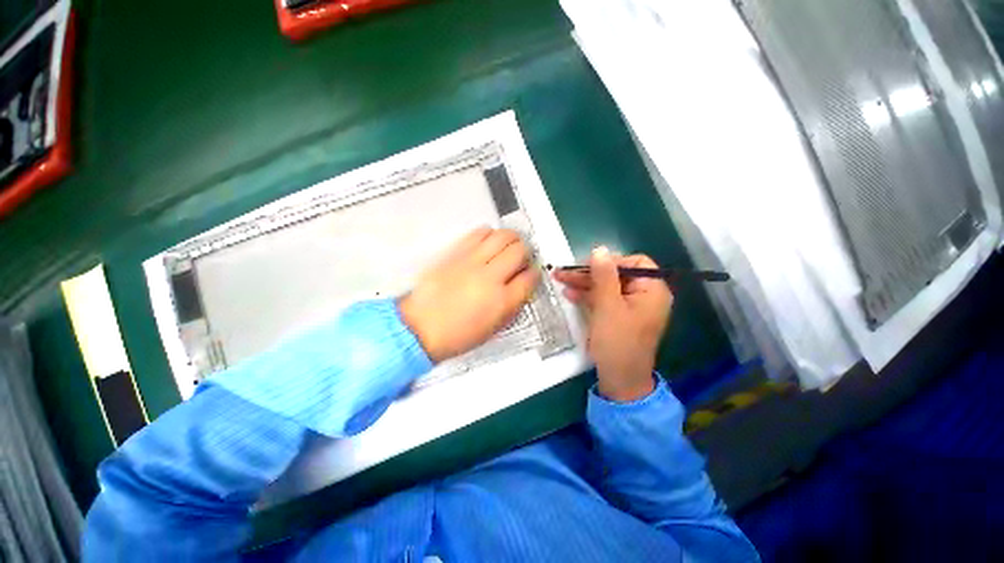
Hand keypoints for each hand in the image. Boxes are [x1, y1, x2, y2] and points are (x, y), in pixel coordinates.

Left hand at [400, 228, 539, 362]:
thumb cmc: (455, 335)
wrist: (419, 328)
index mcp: (502, 301)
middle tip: (521, 257)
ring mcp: (471, 262)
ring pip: (502, 236)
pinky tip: (488, 242)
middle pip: (519, 251)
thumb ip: (512, 306)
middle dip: (526, 252)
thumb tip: (522, 287)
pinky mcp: (455, 253)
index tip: (531, 273)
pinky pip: (479, 233)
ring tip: (508, 245)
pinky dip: (489, 234)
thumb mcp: (493, 329)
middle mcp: (489, 278)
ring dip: (511, 239)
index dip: (534, 274)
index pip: (529, 278)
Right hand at [554, 247, 673, 401]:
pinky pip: (604, 299)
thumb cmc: (617, 341)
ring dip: (584, 283)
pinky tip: (569, 293)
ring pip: (606, 286)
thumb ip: (604, 276)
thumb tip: (599, 249)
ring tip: (560, 279)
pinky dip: (588, 296)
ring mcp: (630, 306)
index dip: (610, 261)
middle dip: (589, 273)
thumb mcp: (608, 306)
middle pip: (616, 274)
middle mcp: (644, 295)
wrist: (619, 378)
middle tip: (564, 272)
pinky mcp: (618, 315)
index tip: (587, 266)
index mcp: (652, 290)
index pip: (634, 263)